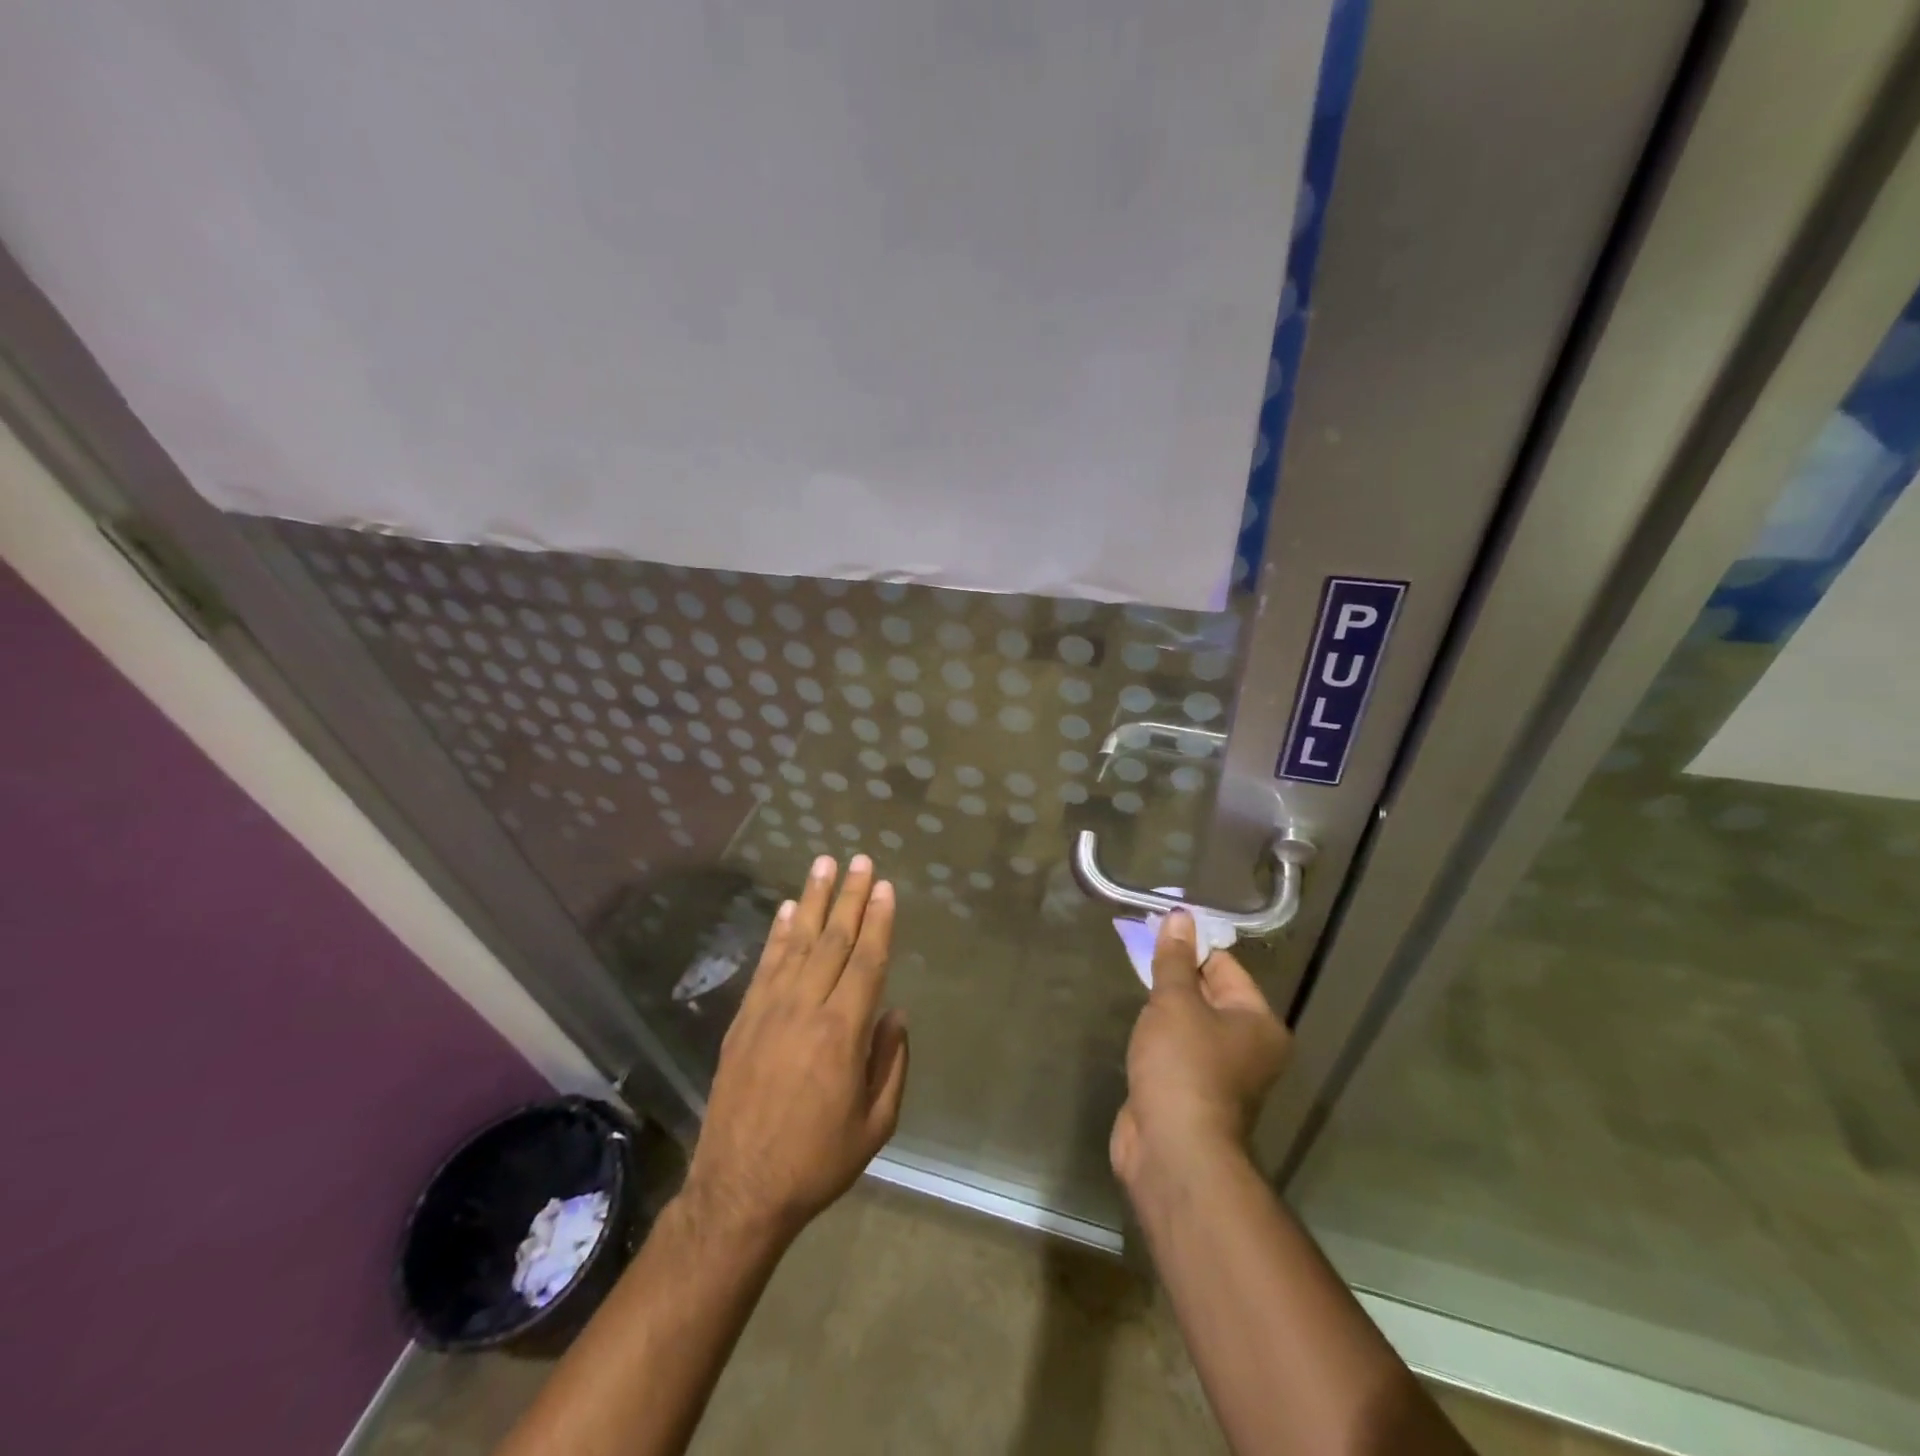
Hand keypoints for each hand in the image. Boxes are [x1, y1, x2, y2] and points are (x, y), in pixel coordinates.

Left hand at [685, 854, 908, 1242]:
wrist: (739, 1190)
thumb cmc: (816, 1161)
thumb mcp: (874, 1125)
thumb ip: (891, 1064)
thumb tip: (895, 1015)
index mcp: (842, 1033)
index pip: (867, 961)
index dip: (878, 921)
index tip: (884, 887)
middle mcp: (805, 1009)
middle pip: (833, 940)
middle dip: (849, 896)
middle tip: (859, 859)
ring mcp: (769, 1010)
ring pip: (796, 942)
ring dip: (811, 900)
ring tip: (823, 865)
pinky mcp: (743, 1020)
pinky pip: (765, 965)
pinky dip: (776, 934)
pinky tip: (785, 911)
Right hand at [1111, 910, 1289, 1192]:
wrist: (1172, 1149)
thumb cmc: (1183, 1065)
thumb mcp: (1175, 1001)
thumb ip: (1174, 960)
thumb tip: (1180, 916)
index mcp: (1258, 1022)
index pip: (1225, 966)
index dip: (1192, 945)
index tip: (1157, 928)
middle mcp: (1248, 1047)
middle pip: (1210, 993)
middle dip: (1176, 973)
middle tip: (1139, 947)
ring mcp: (1220, 1073)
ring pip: (1190, 1023)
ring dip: (1164, 1007)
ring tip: (1135, 980)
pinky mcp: (1192, 1092)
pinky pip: (1176, 1050)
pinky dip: (1158, 1036)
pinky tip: (1137, 1026)